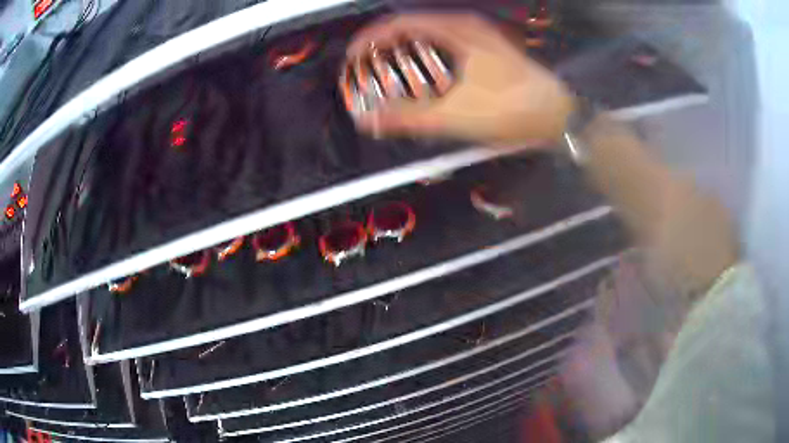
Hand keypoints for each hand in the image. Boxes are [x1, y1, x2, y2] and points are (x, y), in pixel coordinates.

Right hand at [345, 13, 574, 144]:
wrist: (558, 116)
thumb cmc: (514, 109)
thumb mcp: (455, 115)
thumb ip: (408, 117)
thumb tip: (369, 120)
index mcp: (457, 30)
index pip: (400, 23)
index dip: (370, 39)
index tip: (353, 57)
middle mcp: (467, 26)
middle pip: (412, 26)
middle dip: (384, 44)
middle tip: (367, 66)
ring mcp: (480, 36)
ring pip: (429, 34)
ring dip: (405, 49)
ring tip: (388, 70)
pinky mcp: (487, 50)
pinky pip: (445, 43)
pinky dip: (426, 55)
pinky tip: (423, 75)